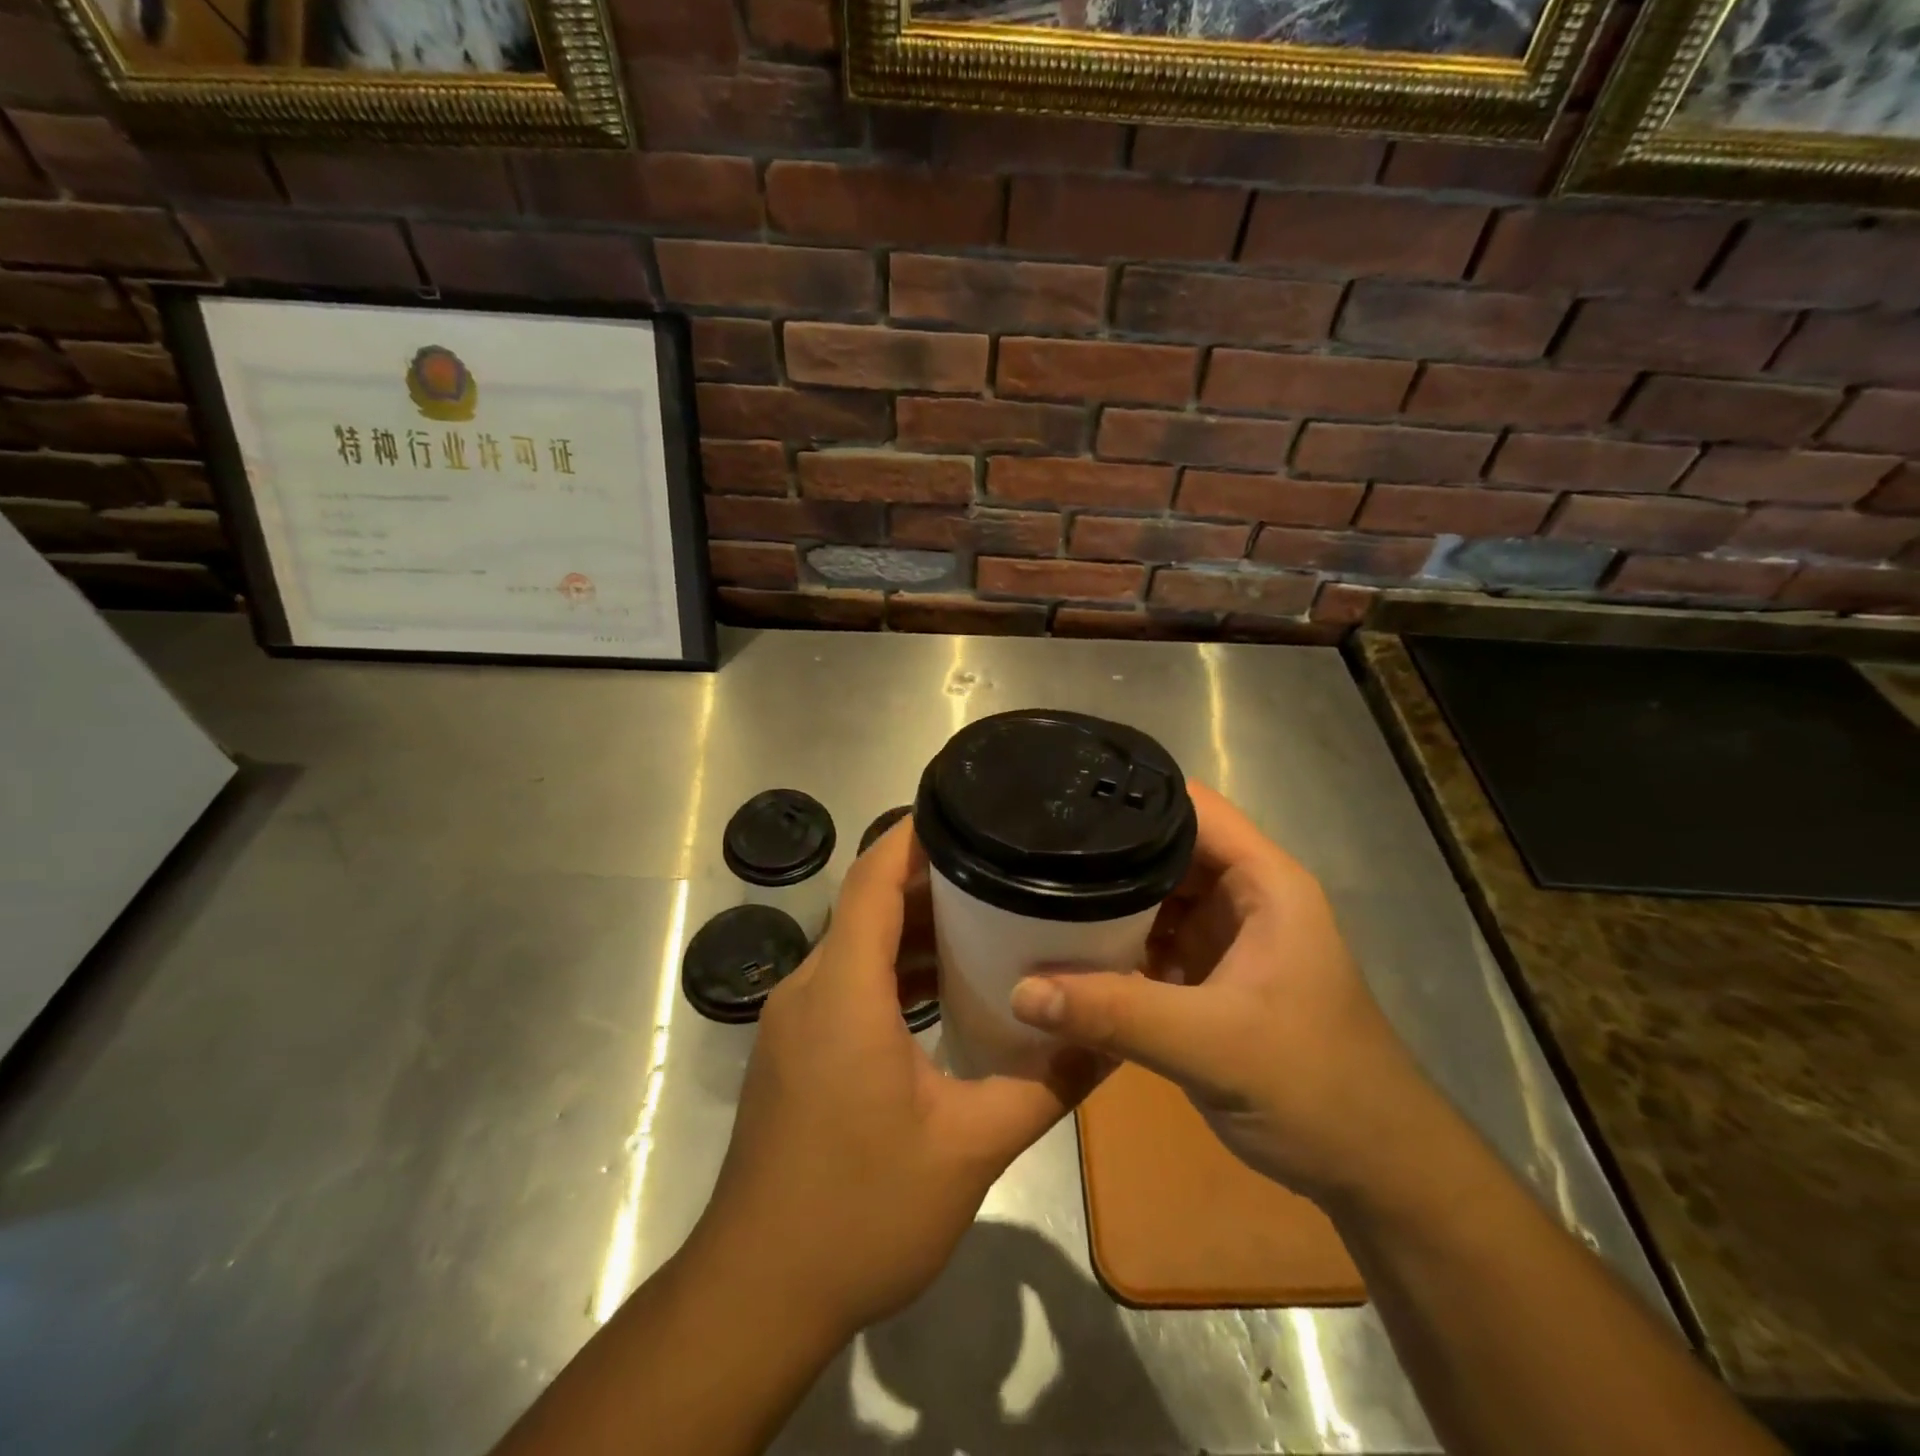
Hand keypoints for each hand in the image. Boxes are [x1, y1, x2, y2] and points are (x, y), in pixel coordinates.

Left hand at [690, 819, 1093, 1341]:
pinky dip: (892, 969)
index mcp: (843, 991)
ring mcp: (794, 1019)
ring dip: (911, 927)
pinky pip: (846, 981)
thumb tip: (1107, 1041)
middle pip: (866, 904)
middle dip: (929, 879)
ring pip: (856, 944)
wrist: (758, 1293)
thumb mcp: (969, 1148)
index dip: (913, 836)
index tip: (965, 810)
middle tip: (1000, 866)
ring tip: (985, 917)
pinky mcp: (794, 1049)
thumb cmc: (860, 1212)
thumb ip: (1044, 1085)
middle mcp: (809, 988)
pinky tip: (943, 988)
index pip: (871, 878)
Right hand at [1009, 781, 1440, 1205]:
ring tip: (1033, 892)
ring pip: (1153, 897)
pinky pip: (1151, 942)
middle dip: (1104, 852)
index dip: (1131, 798)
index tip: (1060, 803)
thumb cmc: (1314, 1088)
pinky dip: (1114, 944)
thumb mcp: (1212, 1045)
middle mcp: (1243, 897)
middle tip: (1031, 855)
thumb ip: (1116, 1014)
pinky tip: (1063, 950)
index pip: (1191, 808)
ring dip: (1104, 901)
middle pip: (1164, 849)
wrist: (1373, 1172)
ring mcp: (1226, 938)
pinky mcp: (1210, 977)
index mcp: (1264, 883)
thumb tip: (1020, 990)